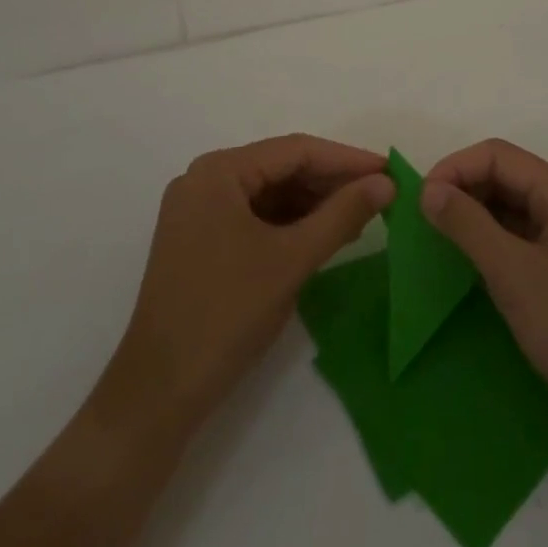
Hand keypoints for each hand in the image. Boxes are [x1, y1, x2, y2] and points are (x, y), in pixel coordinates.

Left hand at [102, 135, 392, 430]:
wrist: (158, 395)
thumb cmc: (226, 315)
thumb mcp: (292, 259)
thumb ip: (342, 214)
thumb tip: (386, 183)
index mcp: (218, 172)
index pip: (295, 151)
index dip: (346, 159)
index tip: (389, 171)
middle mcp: (204, 181)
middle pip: (281, 168)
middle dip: (331, 182)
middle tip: (380, 196)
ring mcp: (199, 212)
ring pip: (270, 193)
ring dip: (314, 204)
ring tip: (360, 216)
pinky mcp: (200, 242)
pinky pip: (255, 217)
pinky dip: (291, 224)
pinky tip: (324, 236)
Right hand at [421, 139, 547, 459]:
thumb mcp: (512, 272)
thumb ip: (468, 225)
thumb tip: (429, 189)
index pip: (499, 155)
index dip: (456, 166)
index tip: (421, 198)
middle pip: (504, 175)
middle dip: (462, 187)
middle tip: (423, 218)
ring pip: (508, 207)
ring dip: (471, 214)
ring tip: (435, 237)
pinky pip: (515, 237)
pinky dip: (486, 240)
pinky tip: (463, 261)